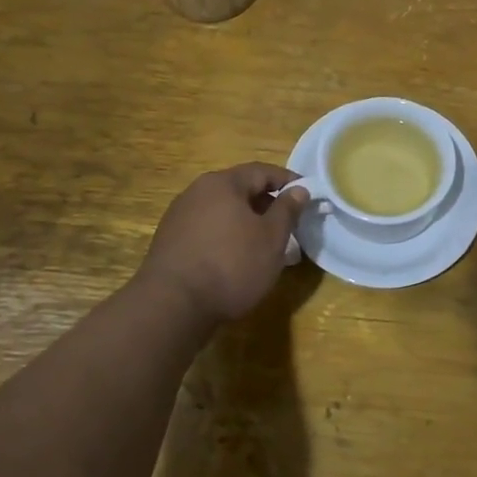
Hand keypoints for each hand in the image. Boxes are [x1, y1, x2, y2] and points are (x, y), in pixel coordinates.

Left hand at [137, 164, 309, 325]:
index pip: (262, 171)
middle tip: (287, 224)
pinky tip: (233, 259)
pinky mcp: (169, 241)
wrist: (172, 306)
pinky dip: (225, 236)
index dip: (288, 181)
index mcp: (223, 183)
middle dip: (266, 203)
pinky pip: (206, 229)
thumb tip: (299, 189)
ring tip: (262, 245)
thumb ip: (287, 210)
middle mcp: (197, 191)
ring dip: (245, 221)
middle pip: (239, 189)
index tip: (307, 195)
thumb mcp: (271, 238)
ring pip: (222, 210)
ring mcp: (179, 216)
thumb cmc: (231, 265)